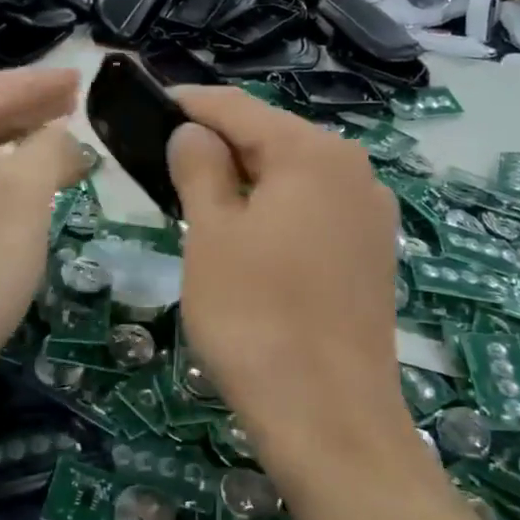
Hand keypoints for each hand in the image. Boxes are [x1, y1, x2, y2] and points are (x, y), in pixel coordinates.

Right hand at [167, 87, 411, 463]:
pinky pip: (312, 211)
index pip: (239, 107)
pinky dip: (273, 210)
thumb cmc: (256, 316)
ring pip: (292, 176)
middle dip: (216, 143)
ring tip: (195, 197)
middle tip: (162, 161)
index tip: (148, 104)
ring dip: (243, 179)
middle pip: (271, 138)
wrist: (329, 417)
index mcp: (313, 153)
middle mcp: (353, 171)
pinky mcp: (372, 254)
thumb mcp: (211, 235)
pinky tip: (245, 236)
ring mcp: (370, 215)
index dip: (189, 102)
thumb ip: (200, 168)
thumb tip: (194, 132)